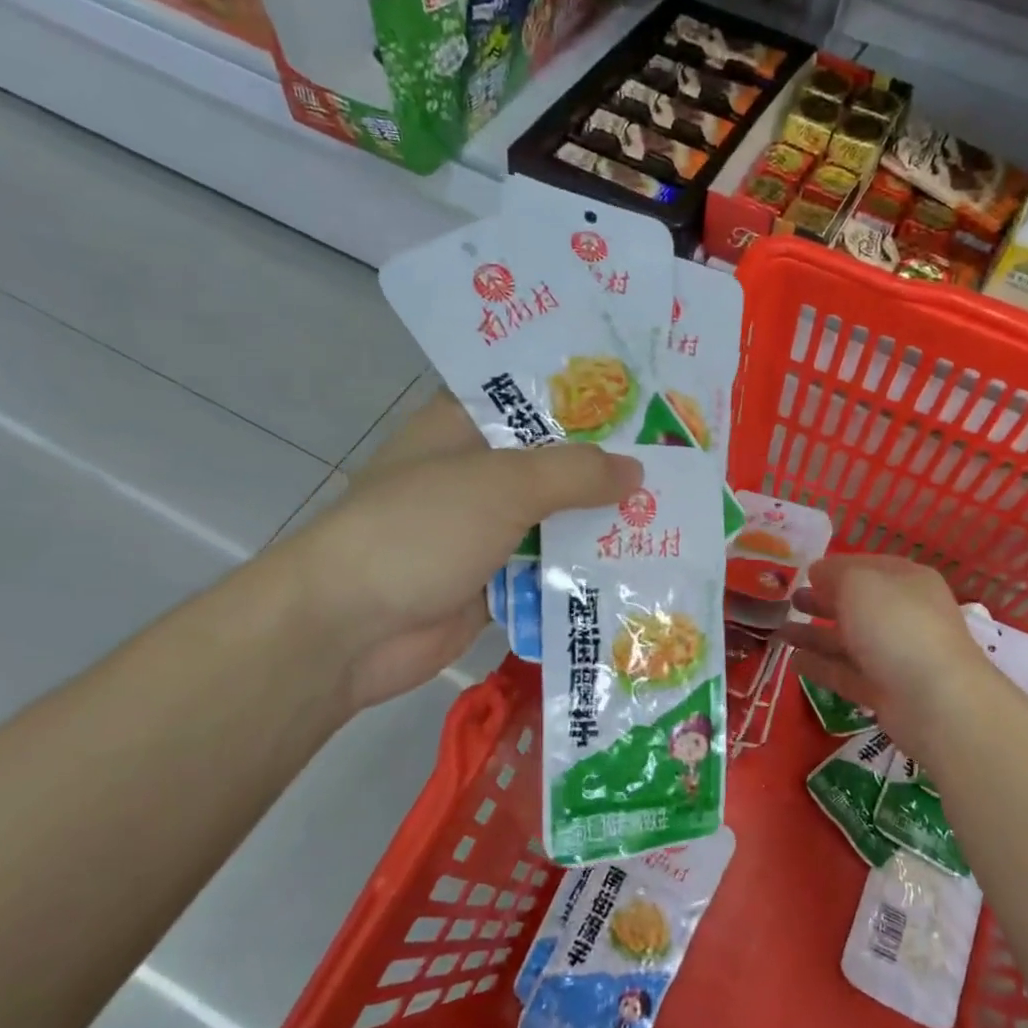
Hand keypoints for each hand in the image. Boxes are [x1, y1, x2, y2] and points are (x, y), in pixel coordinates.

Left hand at [282, 391, 641, 710]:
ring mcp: (483, 530)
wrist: (349, 629)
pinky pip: (547, 570)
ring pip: (555, 521)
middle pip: (553, 464)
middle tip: (678, 467)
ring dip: (600, 526)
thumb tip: (636, 472)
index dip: (590, 399)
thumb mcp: (502, 485)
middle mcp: (476, 473)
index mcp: (464, 427)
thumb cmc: (420, 530)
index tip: (649, 403)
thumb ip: (574, 472)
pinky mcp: (491, 582)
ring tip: (672, 518)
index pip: (535, 398)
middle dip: (607, 470)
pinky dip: (581, 572)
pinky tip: (636, 571)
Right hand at [778, 556, 994, 758]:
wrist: (936, 700)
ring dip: (815, 635)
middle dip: (823, 601)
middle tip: (790, 601)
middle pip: (857, 605)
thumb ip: (833, 573)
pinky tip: (793, 662)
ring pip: (849, 640)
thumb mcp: (859, 583)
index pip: (867, 567)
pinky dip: (821, 666)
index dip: (835, 568)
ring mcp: (895, 655)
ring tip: (780, 632)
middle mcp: (904, 615)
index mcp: (907, 581)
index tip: (803, 573)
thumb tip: (818, 573)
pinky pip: (847, 673)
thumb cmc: (896, 625)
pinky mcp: (884, 691)